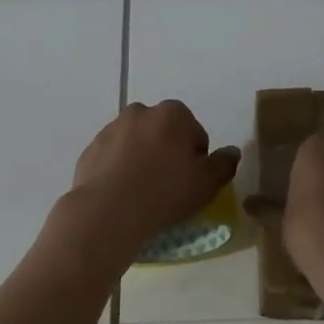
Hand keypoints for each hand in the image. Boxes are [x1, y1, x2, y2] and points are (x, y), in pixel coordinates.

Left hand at [62, 100, 239, 264]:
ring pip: (136, 143)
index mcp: (173, 114)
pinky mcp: (91, 148)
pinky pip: (112, 157)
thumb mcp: (207, 183)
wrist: (108, 211)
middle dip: (167, 153)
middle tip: (168, 187)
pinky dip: (118, 169)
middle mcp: (141, 112)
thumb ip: (223, 164)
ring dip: (141, 159)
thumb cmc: (165, 192)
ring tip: (142, 193)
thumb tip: (232, 152)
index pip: (194, 133)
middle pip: (163, 133)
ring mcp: (112, 128)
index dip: (196, 159)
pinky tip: (121, 195)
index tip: (191, 182)